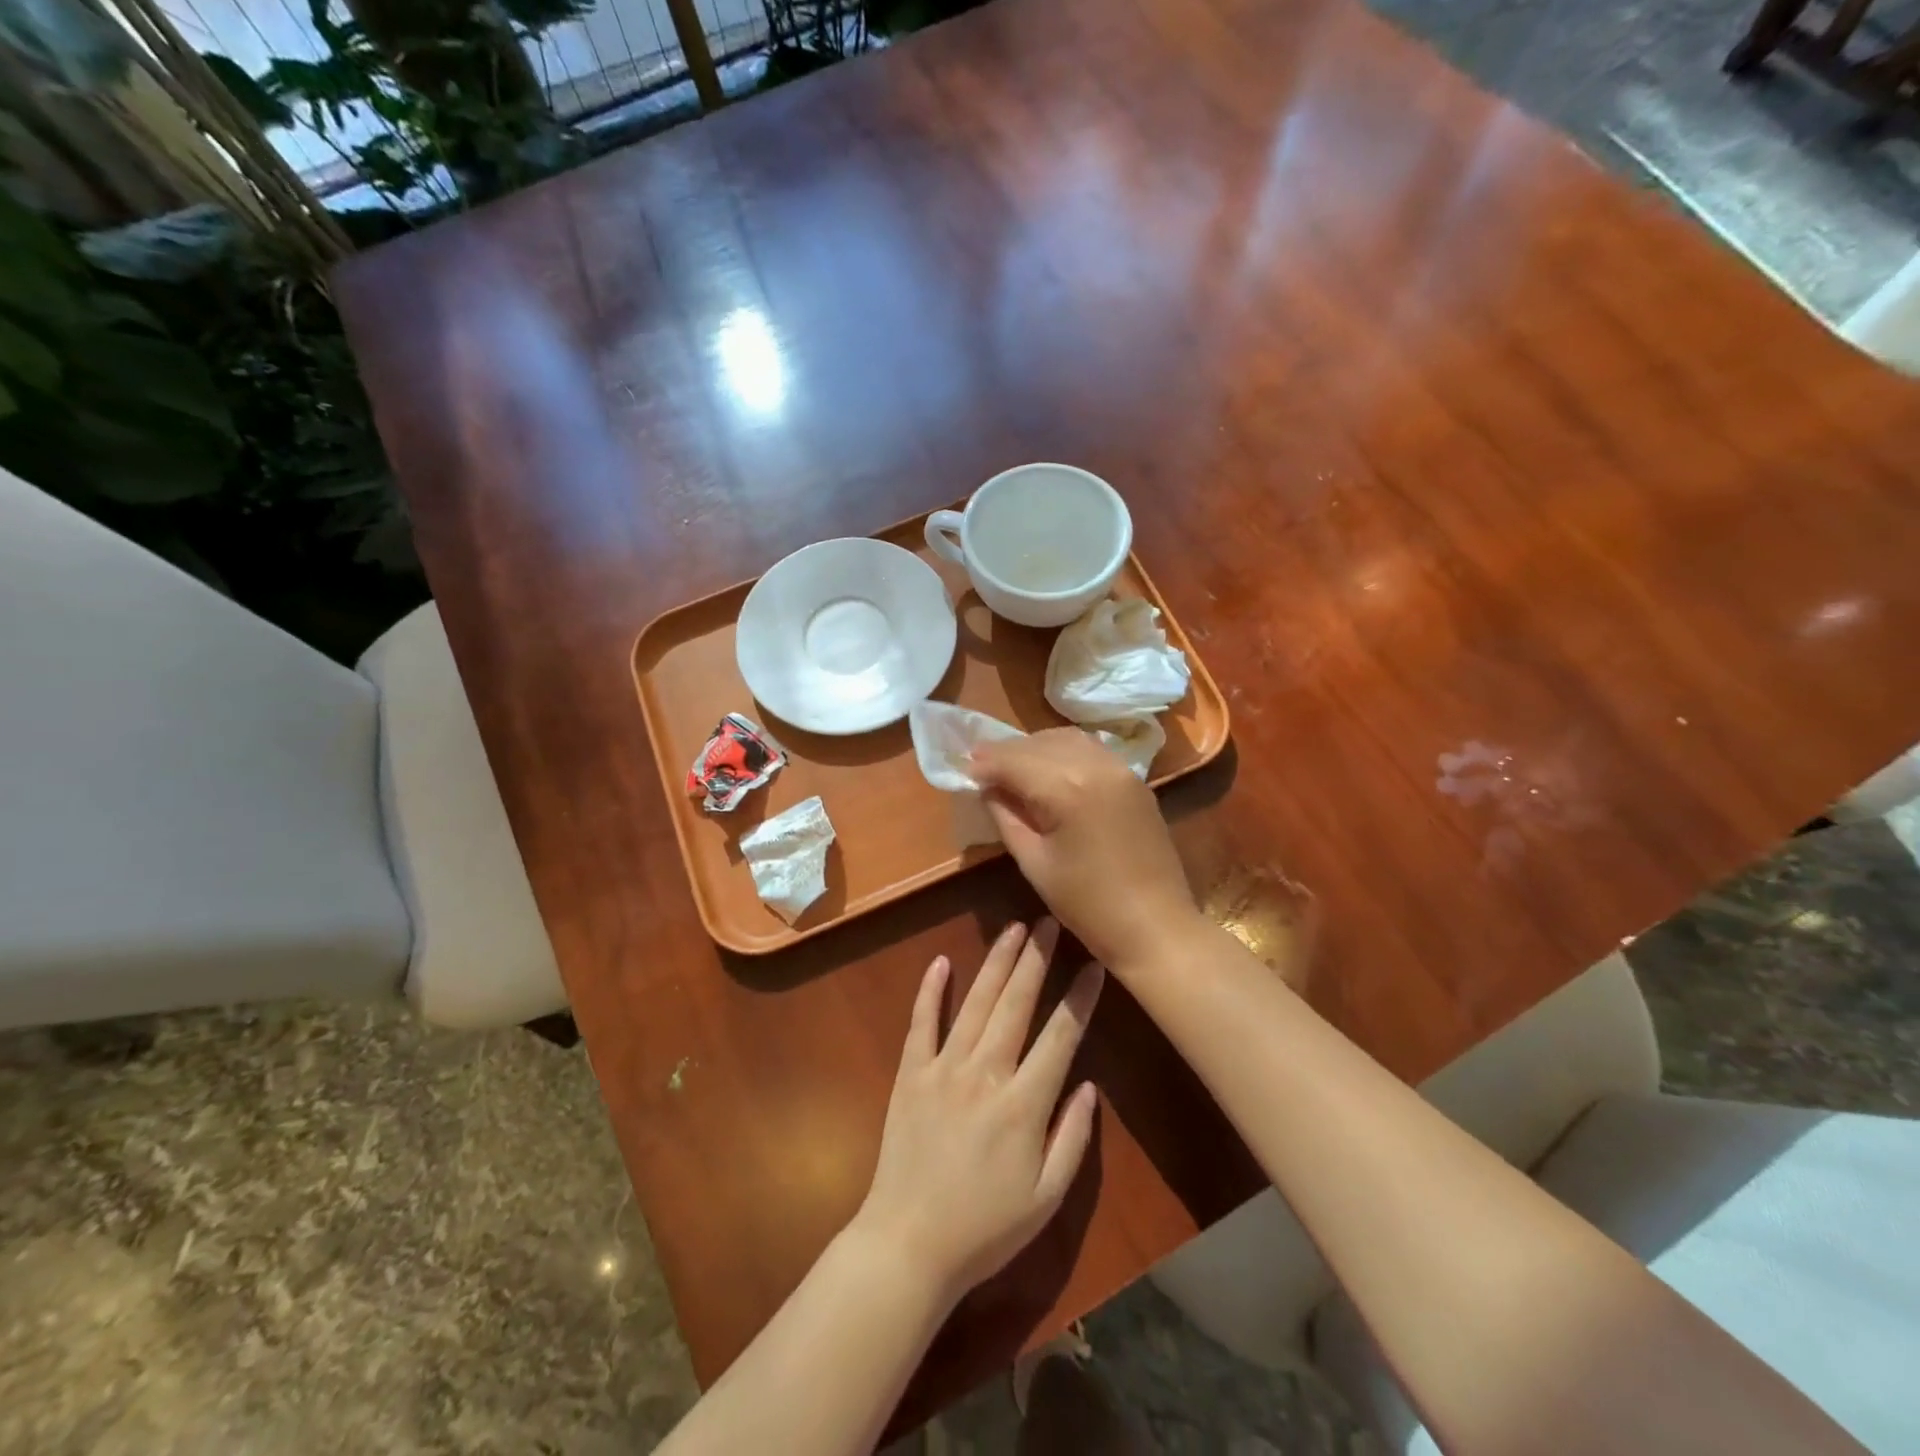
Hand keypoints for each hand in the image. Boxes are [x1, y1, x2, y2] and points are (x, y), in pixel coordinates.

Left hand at [851, 921, 1102, 1306]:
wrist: (909, 1245)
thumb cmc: (986, 1228)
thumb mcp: (1046, 1199)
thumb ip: (1072, 1139)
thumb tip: (1089, 1085)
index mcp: (1024, 1104)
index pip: (1061, 1035)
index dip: (1080, 997)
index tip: (1094, 964)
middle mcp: (986, 1073)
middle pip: (1017, 1003)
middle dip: (1036, 958)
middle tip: (1050, 922)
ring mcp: (944, 1068)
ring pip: (976, 1002)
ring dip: (996, 961)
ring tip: (1013, 928)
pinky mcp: (911, 1073)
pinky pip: (922, 1023)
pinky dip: (931, 990)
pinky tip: (941, 962)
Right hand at [971, 728, 1202, 974]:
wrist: (1156, 926)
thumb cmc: (1087, 904)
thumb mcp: (1034, 863)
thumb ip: (1007, 817)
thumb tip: (988, 790)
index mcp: (1066, 788)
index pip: (1014, 761)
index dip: (985, 763)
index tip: (964, 769)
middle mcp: (1095, 765)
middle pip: (1039, 744)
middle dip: (1007, 753)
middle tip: (981, 766)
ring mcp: (1121, 769)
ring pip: (1067, 740)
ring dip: (1036, 748)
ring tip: (1013, 766)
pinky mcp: (1135, 780)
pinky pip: (1092, 750)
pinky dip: (1065, 752)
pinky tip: (1050, 770)